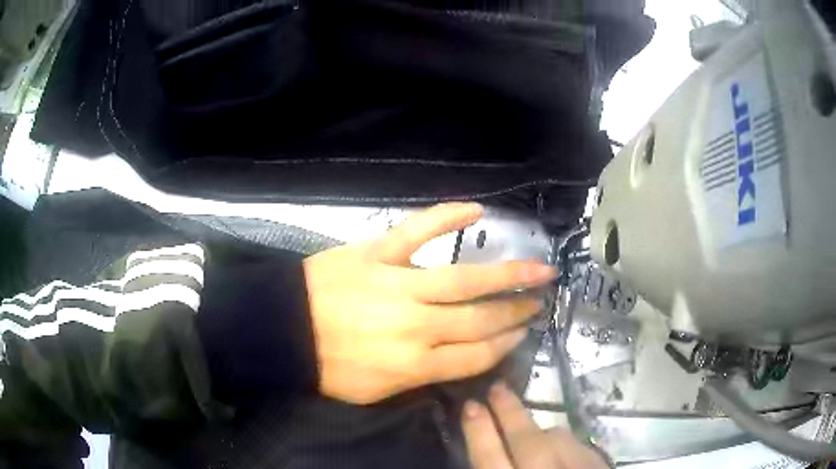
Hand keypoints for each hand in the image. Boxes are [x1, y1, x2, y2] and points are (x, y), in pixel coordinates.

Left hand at [303, 203, 556, 403]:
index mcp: (415, 364)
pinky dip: (446, 217)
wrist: (283, 330)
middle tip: (540, 299)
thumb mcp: (376, 391)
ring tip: (538, 268)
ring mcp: (399, 284)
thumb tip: (455, 359)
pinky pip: (418, 230)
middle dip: (516, 311)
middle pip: (481, 318)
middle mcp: (418, 325)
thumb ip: (420, 378)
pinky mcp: (378, 252)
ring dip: (508, 274)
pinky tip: (476, 209)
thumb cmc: (327, 366)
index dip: (506, 344)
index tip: (523, 332)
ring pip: (465, 280)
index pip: (477, 355)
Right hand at [462, 382, 607, 468]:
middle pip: (524, 437)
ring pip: (557, 437)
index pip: (487, 455)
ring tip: (527, 427)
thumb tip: (484, 448)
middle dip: (508, 410)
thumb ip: (496, 467)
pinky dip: (567, 444)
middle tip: (497, 387)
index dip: (477, 429)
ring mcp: (576, 465)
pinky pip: (581, 445)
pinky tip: (562, 448)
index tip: (470, 405)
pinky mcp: (599, 462)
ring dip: (540, 430)